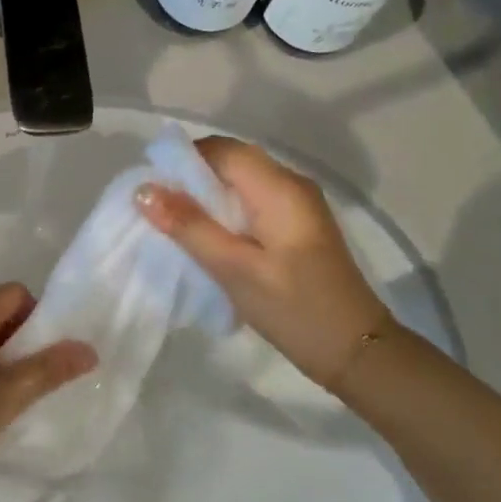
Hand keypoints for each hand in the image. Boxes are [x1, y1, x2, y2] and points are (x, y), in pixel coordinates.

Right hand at [135, 136, 391, 392]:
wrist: (357, 351)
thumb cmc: (294, 309)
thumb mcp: (234, 269)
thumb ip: (189, 226)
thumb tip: (144, 190)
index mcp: (279, 188)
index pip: (222, 150)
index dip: (183, 160)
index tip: (150, 186)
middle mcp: (291, 184)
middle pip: (232, 161)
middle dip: (191, 177)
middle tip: (157, 207)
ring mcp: (298, 204)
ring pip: (241, 181)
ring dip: (206, 195)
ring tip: (174, 222)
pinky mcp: (297, 225)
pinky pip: (252, 200)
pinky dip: (225, 209)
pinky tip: (207, 236)